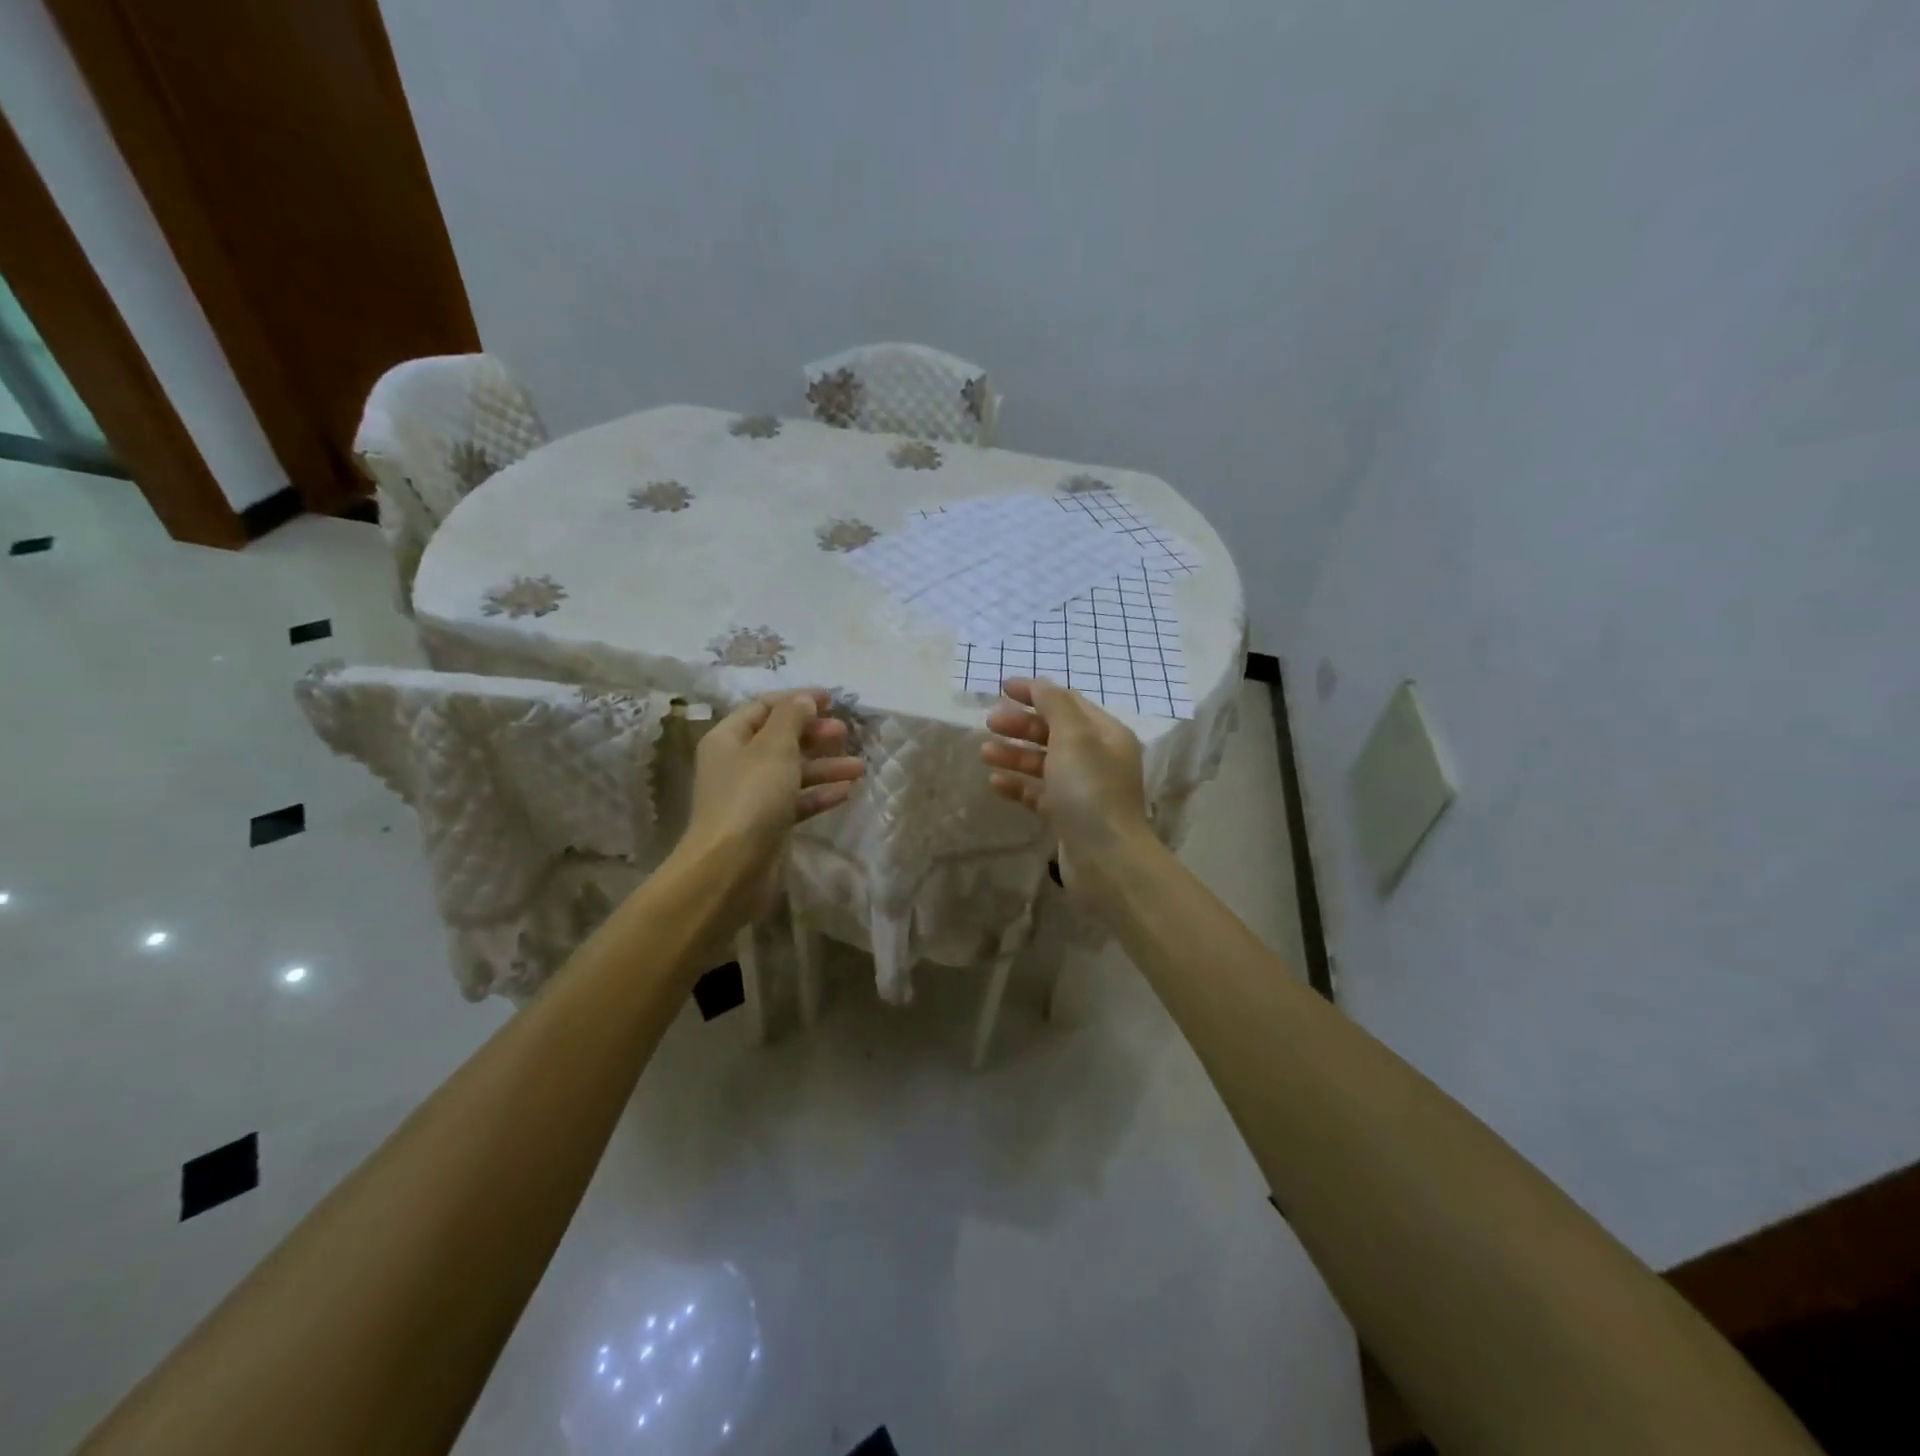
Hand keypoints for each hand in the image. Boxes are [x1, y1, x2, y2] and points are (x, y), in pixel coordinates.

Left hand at [681, 689, 864, 898]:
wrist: (730, 868)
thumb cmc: (751, 798)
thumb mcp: (774, 748)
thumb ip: (792, 718)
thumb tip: (804, 699)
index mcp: (729, 738)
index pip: (764, 707)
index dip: (797, 700)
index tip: (832, 700)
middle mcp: (737, 764)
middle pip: (780, 739)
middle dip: (814, 734)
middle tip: (845, 733)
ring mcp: (751, 796)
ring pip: (792, 772)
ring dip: (825, 766)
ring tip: (859, 767)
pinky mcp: (766, 824)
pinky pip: (796, 801)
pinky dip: (818, 794)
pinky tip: (846, 793)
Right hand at [981, 677, 1156, 904]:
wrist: (1106, 859)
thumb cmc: (1090, 789)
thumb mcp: (1073, 737)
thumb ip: (1054, 705)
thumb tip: (1040, 683)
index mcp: (1106, 734)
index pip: (1068, 703)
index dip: (1035, 693)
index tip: (1001, 689)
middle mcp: (1098, 758)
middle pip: (1054, 732)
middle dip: (1021, 725)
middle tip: (989, 723)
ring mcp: (1083, 790)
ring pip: (1044, 763)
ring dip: (1014, 755)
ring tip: (984, 753)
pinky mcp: (1068, 816)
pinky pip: (1039, 793)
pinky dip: (1018, 785)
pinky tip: (995, 783)